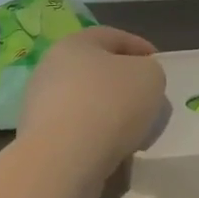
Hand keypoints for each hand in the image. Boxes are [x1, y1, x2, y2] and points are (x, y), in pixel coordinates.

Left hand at [19, 26, 166, 172]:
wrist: (64, 160)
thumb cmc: (110, 104)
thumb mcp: (150, 76)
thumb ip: (150, 72)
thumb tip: (139, 83)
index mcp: (75, 44)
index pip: (113, 37)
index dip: (141, 48)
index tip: (159, 66)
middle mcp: (51, 69)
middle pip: (97, 71)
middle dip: (125, 85)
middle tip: (149, 101)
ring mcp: (41, 105)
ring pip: (88, 104)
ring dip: (112, 115)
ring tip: (136, 133)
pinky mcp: (40, 139)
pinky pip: (78, 132)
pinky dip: (98, 138)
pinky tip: (115, 152)